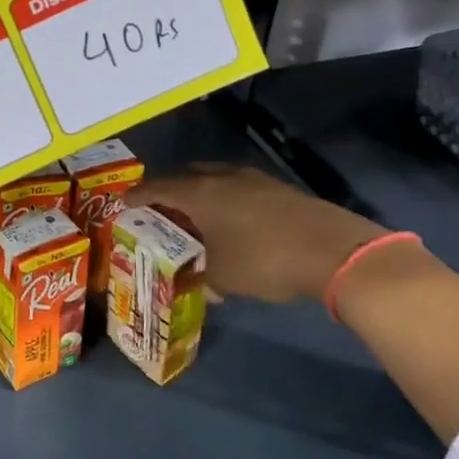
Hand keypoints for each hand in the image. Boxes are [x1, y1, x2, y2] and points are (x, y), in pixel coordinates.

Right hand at [131, 163, 385, 303]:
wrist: (334, 250)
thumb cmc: (265, 260)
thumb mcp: (224, 276)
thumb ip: (201, 277)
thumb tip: (197, 283)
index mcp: (199, 193)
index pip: (157, 188)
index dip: (137, 195)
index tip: (123, 202)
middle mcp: (221, 177)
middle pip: (185, 175)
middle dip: (169, 189)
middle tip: (159, 208)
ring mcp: (253, 179)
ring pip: (214, 178)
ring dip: (200, 191)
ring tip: (195, 213)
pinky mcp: (278, 188)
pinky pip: (237, 186)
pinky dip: (225, 197)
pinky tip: (232, 219)